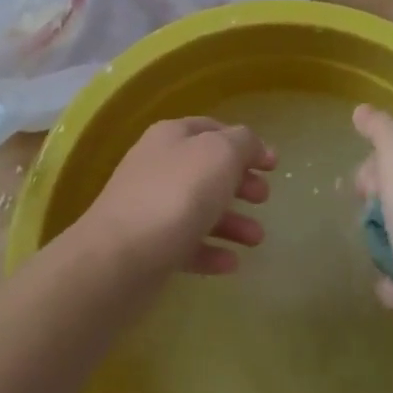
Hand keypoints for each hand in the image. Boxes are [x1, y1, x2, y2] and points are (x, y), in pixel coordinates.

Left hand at [81, 118, 273, 277]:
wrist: (119, 258)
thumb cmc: (176, 194)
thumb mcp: (220, 154)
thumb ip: (243, 143)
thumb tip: (253, 146)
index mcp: (171, 136)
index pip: (212, 129)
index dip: (245, 143)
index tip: (273, 164)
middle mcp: (157, 166)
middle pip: (206, 169)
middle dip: (239, 182)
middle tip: (264, 198)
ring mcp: (149, 207)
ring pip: (198, 208)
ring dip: (231, 221)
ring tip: (257, 239)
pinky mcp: (147, 247)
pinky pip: (186, 244)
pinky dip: (210, 250)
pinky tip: (231, 263)